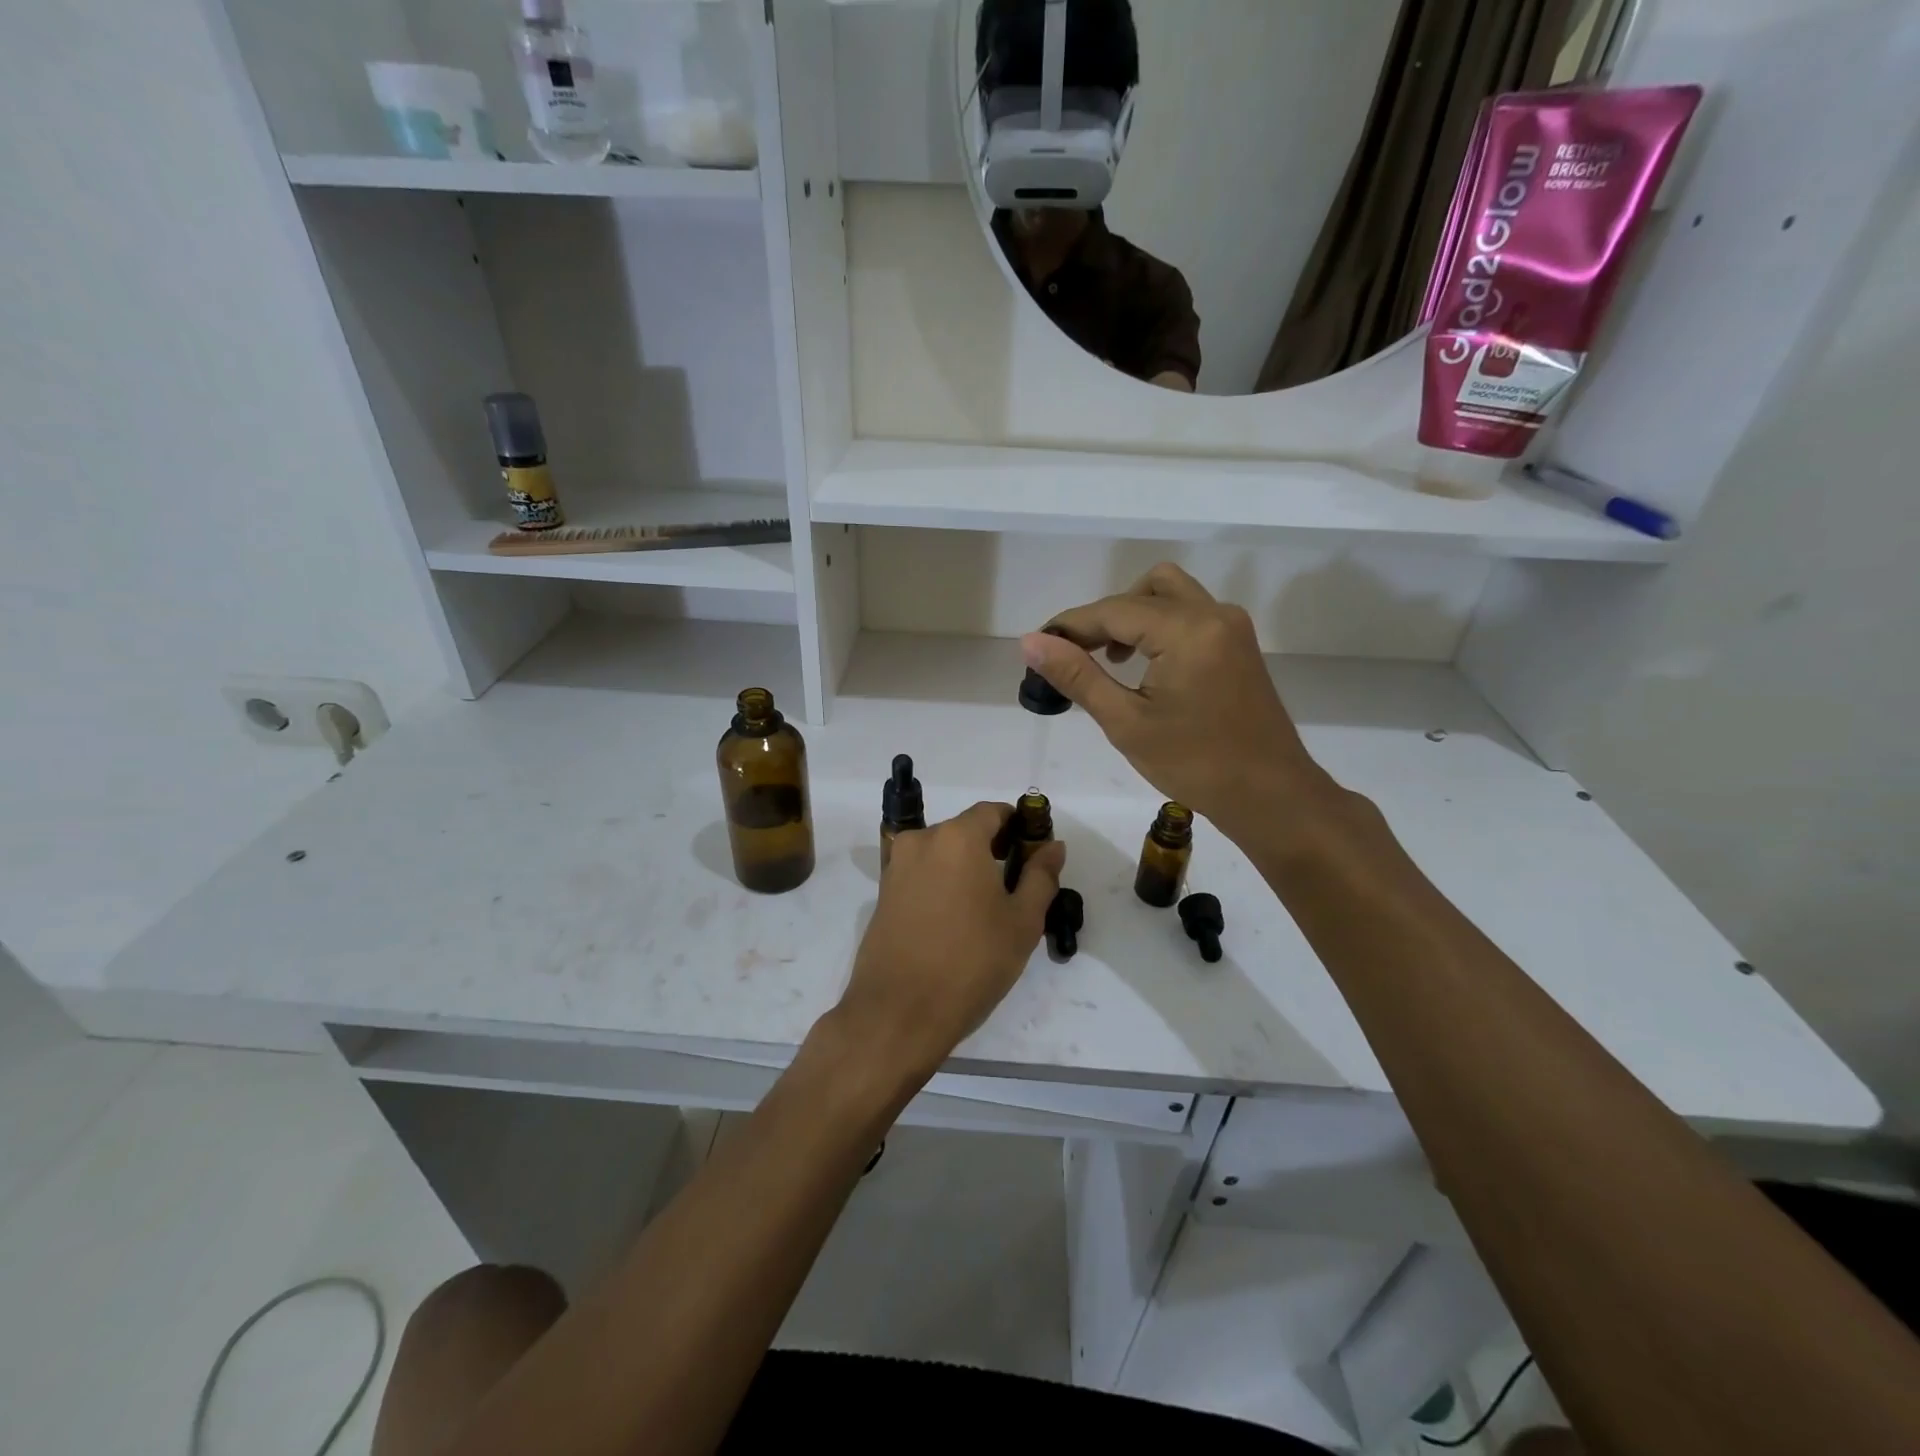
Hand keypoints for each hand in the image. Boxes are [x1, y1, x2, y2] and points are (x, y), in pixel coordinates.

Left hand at [835, 803, 1065, 1082]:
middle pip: (966, 831)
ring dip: (966, 869)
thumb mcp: (1022, 922)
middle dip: (993, 849)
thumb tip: (1052, 846)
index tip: (1034, 855)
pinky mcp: (883, 894)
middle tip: (1016, 888)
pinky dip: (942, 885)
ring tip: (986, 910)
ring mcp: (896, 866)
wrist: (898, 1012)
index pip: (993, 812)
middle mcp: (921, 840)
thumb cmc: (970, 962)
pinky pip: (922, 875)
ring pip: (942, 854)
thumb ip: (1041, 876)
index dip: (1019, 827)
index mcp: (957, 837)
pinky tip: (955, 921)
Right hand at [1021, 563, 1334, 839]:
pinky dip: (1157, 626)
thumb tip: (1031, 642)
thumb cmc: (1194, 764)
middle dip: (1103, 617)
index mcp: (1187, 630)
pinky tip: (1141, 666)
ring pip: (1169, 595)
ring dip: (1132, 616)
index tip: (1038, 646)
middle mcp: (1213, 614)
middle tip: (1076, 656)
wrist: (1269, 795)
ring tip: (1108, 660)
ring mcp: (1230, 626)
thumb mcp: (1126, 722)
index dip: (1070, 626)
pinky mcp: (1237, 643)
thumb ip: (1077, 676)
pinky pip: (1188, 614)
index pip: (1113, 610)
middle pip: (1143, 590)